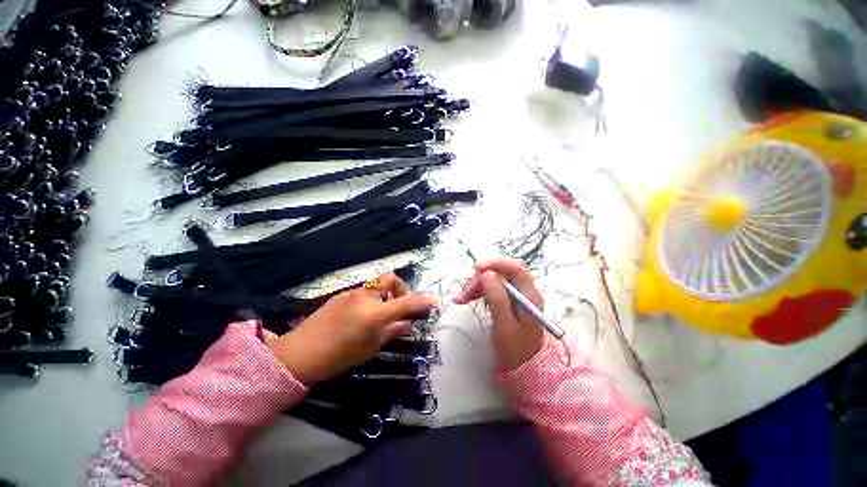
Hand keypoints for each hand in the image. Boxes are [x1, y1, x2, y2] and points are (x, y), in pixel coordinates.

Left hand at [266, 273, 434, 384]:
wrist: (300, 353)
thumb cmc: (338, 356)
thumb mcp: (370, 348)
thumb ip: (391, 332)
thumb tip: (407, 324)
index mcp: (375, 314)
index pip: (405, 303)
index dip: (420, 301)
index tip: (432, 301)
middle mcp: (366, 297)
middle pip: (390, 280)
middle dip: (399, 290)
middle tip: (395, 307)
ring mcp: (353, 293)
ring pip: (377, 286)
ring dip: (384, 296)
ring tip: (376, 315)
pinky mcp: (343, 294)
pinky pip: (364, 292)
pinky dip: (370, 300)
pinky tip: (360, 316)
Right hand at [453, 258, 543, 371]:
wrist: (523, 370)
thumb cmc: (515, 351)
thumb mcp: (504, 326)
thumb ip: (497, 298)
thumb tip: (487, 274)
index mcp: (529, 296)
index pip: (516, 268)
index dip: (496, 264)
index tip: (476, 269)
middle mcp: (524, 292)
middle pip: (501, 273)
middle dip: (480, 279)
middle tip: (463, 294)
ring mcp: (515, 296)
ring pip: (493, 280)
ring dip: (476, 286)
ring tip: (461, 299)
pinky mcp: (507, 301)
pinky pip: (490, 288)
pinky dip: (477, 291)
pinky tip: (466, 299)